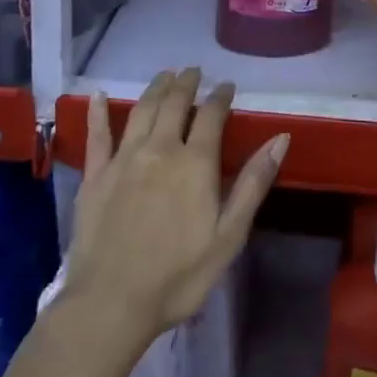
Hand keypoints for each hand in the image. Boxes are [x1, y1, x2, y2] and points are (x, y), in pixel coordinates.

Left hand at [65, 68, 287, 345]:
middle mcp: (159, 148)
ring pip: (142, 110)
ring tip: (165, 75)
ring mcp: (124, 159)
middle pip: (174, 103)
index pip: (211, 115)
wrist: (111, 305)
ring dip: (155, 88)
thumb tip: (281, 138)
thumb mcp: (229, 236)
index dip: (221, 96)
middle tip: (193, 71)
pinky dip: (97, 113)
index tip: (226, 86)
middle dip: (187, 82)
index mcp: (195, 162)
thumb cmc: (178, 276)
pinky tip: (97, 96)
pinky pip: (97, 135)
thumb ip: (254, 183)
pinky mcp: (95, 175)